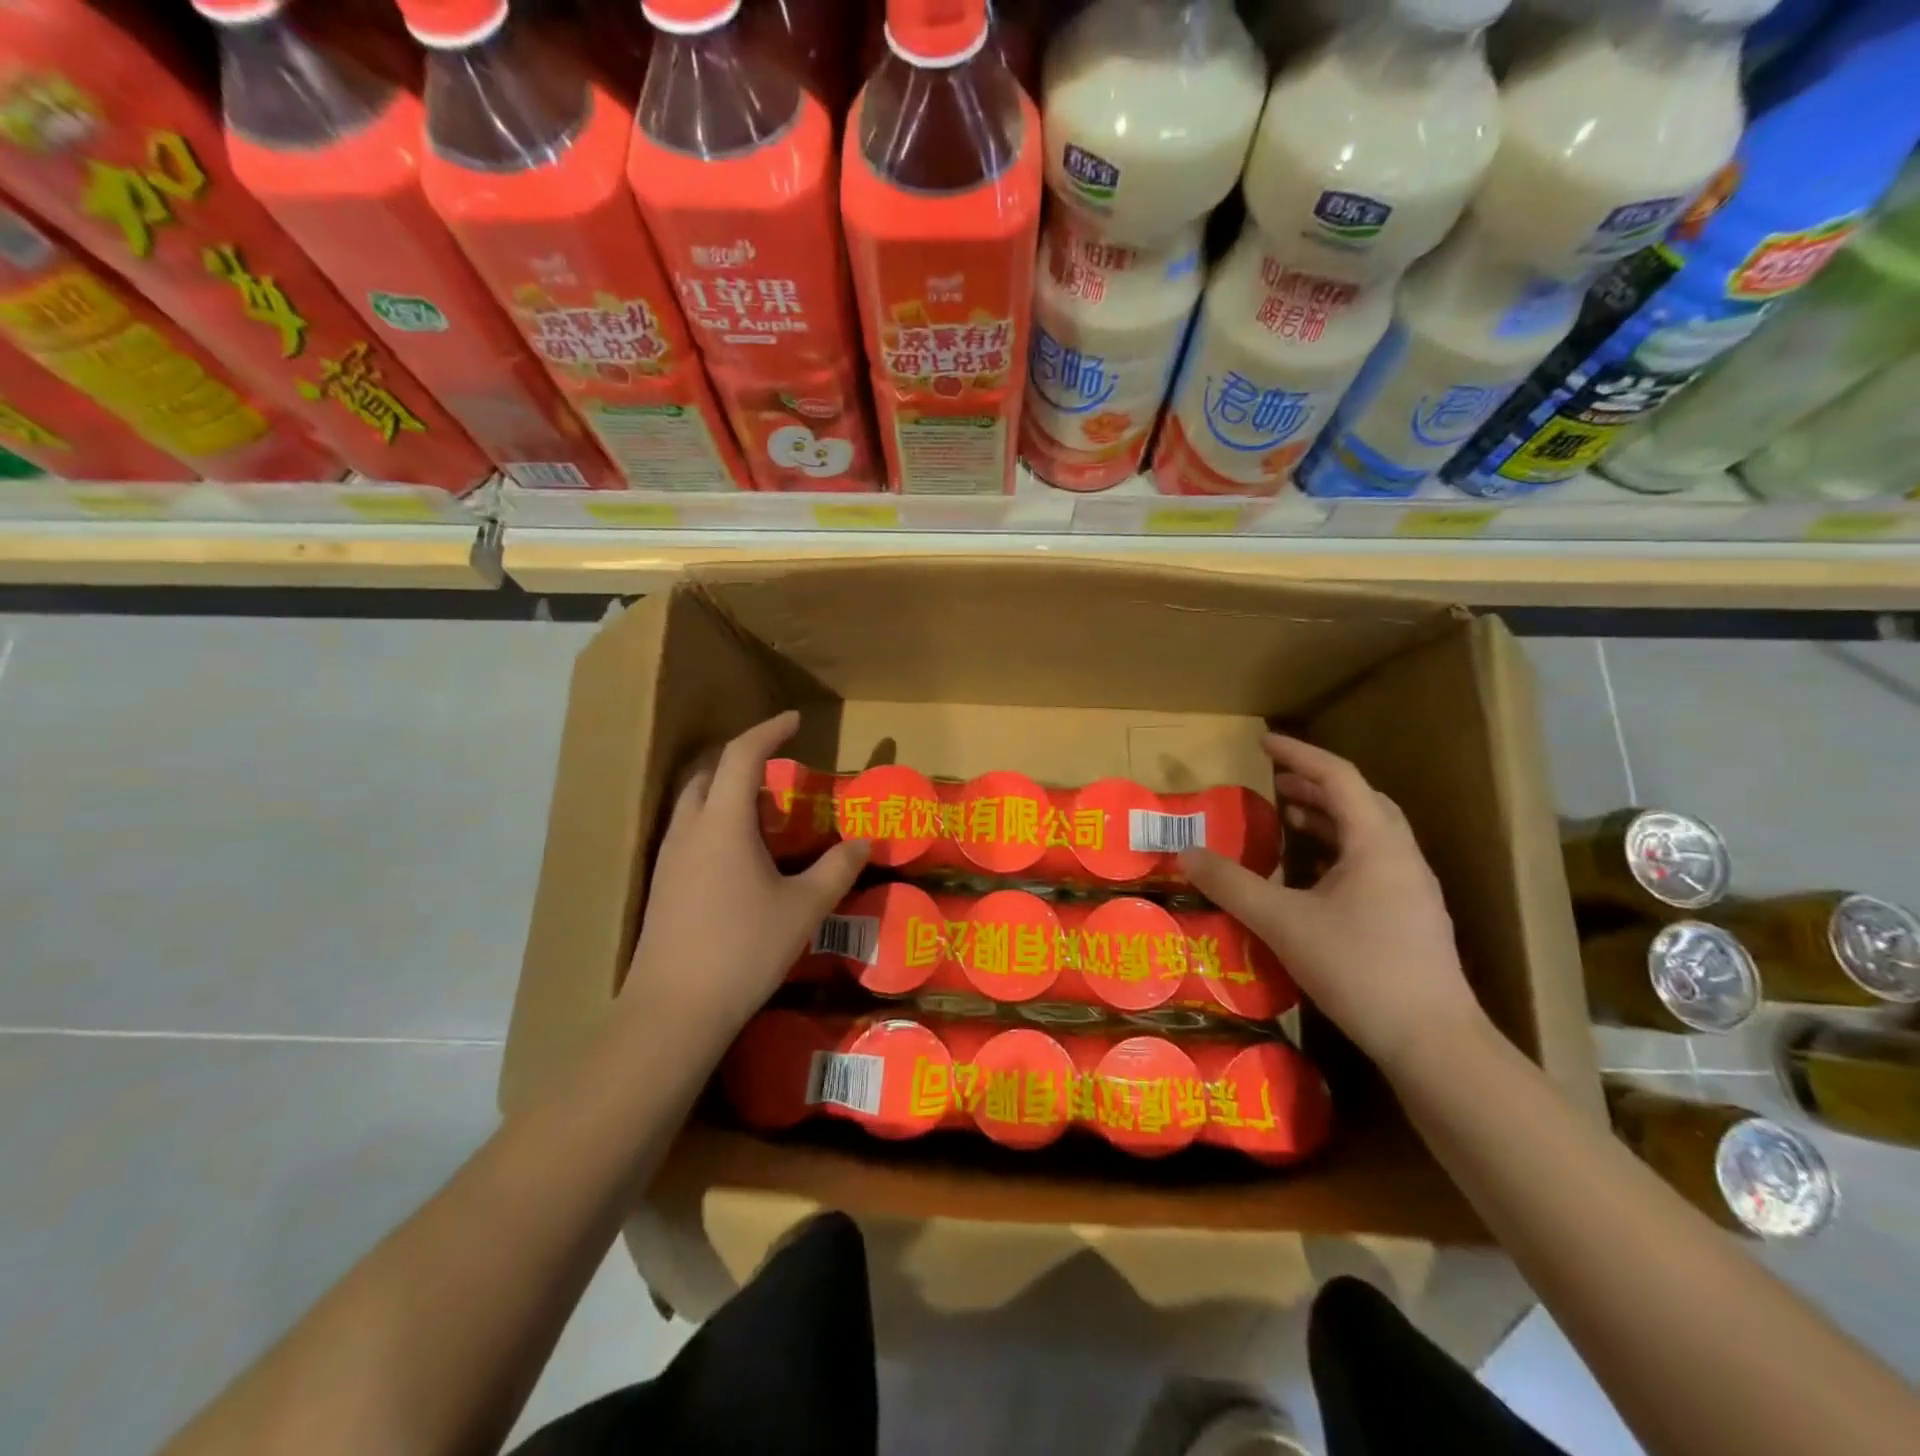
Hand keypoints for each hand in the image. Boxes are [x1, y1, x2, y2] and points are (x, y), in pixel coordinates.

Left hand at [620, 711, 869, 1052]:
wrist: (674, 1011)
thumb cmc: (744, 950)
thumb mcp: (804, 908)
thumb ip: (837, 868)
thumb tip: (864, 842)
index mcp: (723, 822)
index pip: (741, 755)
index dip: (768, 731)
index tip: (794, 721)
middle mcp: (688, 829)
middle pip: (707, 771)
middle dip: (740, 757)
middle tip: (776, 766)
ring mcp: (668, 858)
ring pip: (691, 801)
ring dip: (722, 788)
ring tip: (759, 806)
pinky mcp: (661, 885)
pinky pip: (686, 831)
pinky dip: (712, 819)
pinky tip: (735, 853)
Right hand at [1178, 735, 1482, 1076]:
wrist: (1433, 1042)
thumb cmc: (1359, 968)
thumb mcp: (1283, 922)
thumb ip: (1232, 884)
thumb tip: (1186, 853)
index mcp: (1377, 843)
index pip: (1338, 777)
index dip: (1299, 755)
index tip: (1263, 743)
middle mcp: (1401, 856)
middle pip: (1360, 801)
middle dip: (1315, 786)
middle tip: (1274, 784)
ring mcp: (1413, 889)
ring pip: (1369, 834)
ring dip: (1329, 818)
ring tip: (1289, 820)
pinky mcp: (1412, 918)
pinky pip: (1372, 863)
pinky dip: (1339, 852)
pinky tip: (1313, 876)